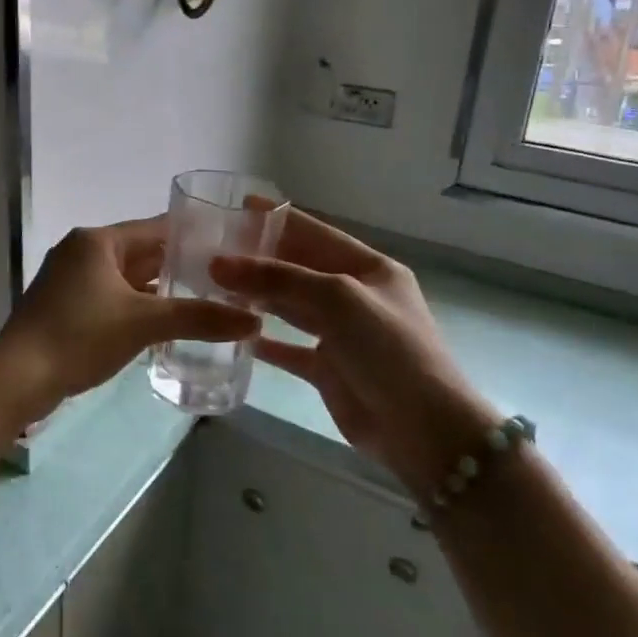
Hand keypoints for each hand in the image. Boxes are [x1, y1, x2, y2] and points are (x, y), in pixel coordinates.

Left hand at [0, 218, 258, 441]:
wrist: (17, 377)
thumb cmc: (80, 336)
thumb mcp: (144, 323)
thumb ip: (199, 318)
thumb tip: (254, 321)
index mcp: (98, 241)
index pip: (156, 228)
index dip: (194, 237)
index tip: (231, 248)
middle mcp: (82, 251)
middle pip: (142, 252)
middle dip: (180, 266)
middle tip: (225, 279)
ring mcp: (70, 279)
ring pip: (126, 277)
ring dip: (159, 289)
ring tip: (204, 301)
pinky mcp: (65, 306)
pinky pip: (112, 297)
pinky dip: (137, 306)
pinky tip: (164, 323)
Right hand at [209, 211, 496, 500]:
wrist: (425, 431)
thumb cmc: (388, 349)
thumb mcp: (337, 299)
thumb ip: (278, 278)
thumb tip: (218, 263)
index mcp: (369, 269)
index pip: (315, 232)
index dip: (278, 218)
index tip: (237, 206)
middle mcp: (355, 296)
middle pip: (299, 268)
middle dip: (260, 257)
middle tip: (212, 248)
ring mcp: (342, 334)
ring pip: (290, 306)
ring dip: (256, 295)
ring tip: (213, 283)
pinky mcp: (329, 369)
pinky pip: (288, 347)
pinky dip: (263, 339)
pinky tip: (232, 331)